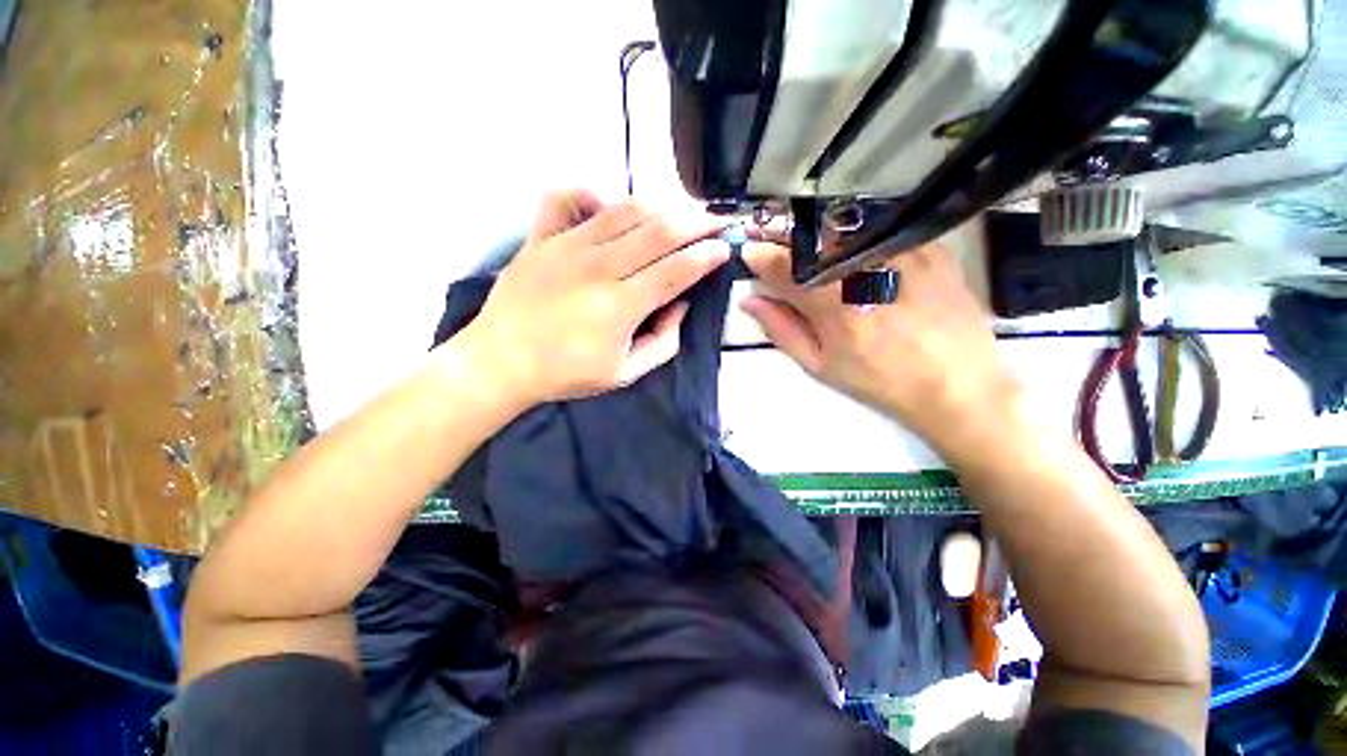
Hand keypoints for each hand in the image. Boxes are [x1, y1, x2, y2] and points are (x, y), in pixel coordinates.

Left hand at [459, 190, 728, 403]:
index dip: (708, 255)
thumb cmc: (565, 373)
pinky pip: (565, 199)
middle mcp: (599, 267)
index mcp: (621, 305)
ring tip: (678, 211)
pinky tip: (604, 203)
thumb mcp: (625, 372)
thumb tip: (679, 305)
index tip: (725, 249)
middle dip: (696, 222)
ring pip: (624, 210)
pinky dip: (588, 193)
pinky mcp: (541, 238)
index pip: (677, 269)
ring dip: (659, 206)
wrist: (501, 362)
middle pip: (659, 231)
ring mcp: (567, 247)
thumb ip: (663, 342)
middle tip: (714, 222)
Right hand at [740, 242, 1016, 447]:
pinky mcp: (931, 248)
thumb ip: (781, 329)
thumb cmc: (878, 382)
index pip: (784, 266)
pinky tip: (868, 267)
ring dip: (823, 243)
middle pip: (813, 240)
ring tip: (827, 266)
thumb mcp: (819, 366)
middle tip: (784, 257)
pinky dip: (862, 244)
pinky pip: (882, 234)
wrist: (957, 385)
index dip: (761, 256)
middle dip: (789, 244)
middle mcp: (867, 271)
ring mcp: (903, 253)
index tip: (751, 253)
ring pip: (845, 231)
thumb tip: (750, 300)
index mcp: (834, 306)